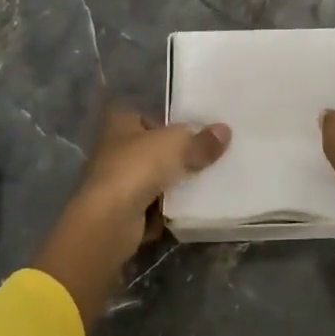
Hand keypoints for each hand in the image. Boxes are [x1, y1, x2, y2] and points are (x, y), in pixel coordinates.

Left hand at [33, 110, 230, 321]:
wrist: (109, 220)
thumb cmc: (138, 168)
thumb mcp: (177, 146)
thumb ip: (201, 140)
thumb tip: (225, 132)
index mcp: (120, 123)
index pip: (147, 116)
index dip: (169, 124)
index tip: (194, 134)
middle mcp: (112, 149)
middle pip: (151, 150)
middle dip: (174, 157)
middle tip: (204, 161)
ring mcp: (114, 182)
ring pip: (151, 179)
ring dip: (171, 186)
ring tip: (201, 186)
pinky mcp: (119, 211)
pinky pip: (149, 207)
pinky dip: (164, 211)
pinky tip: (185, 211)